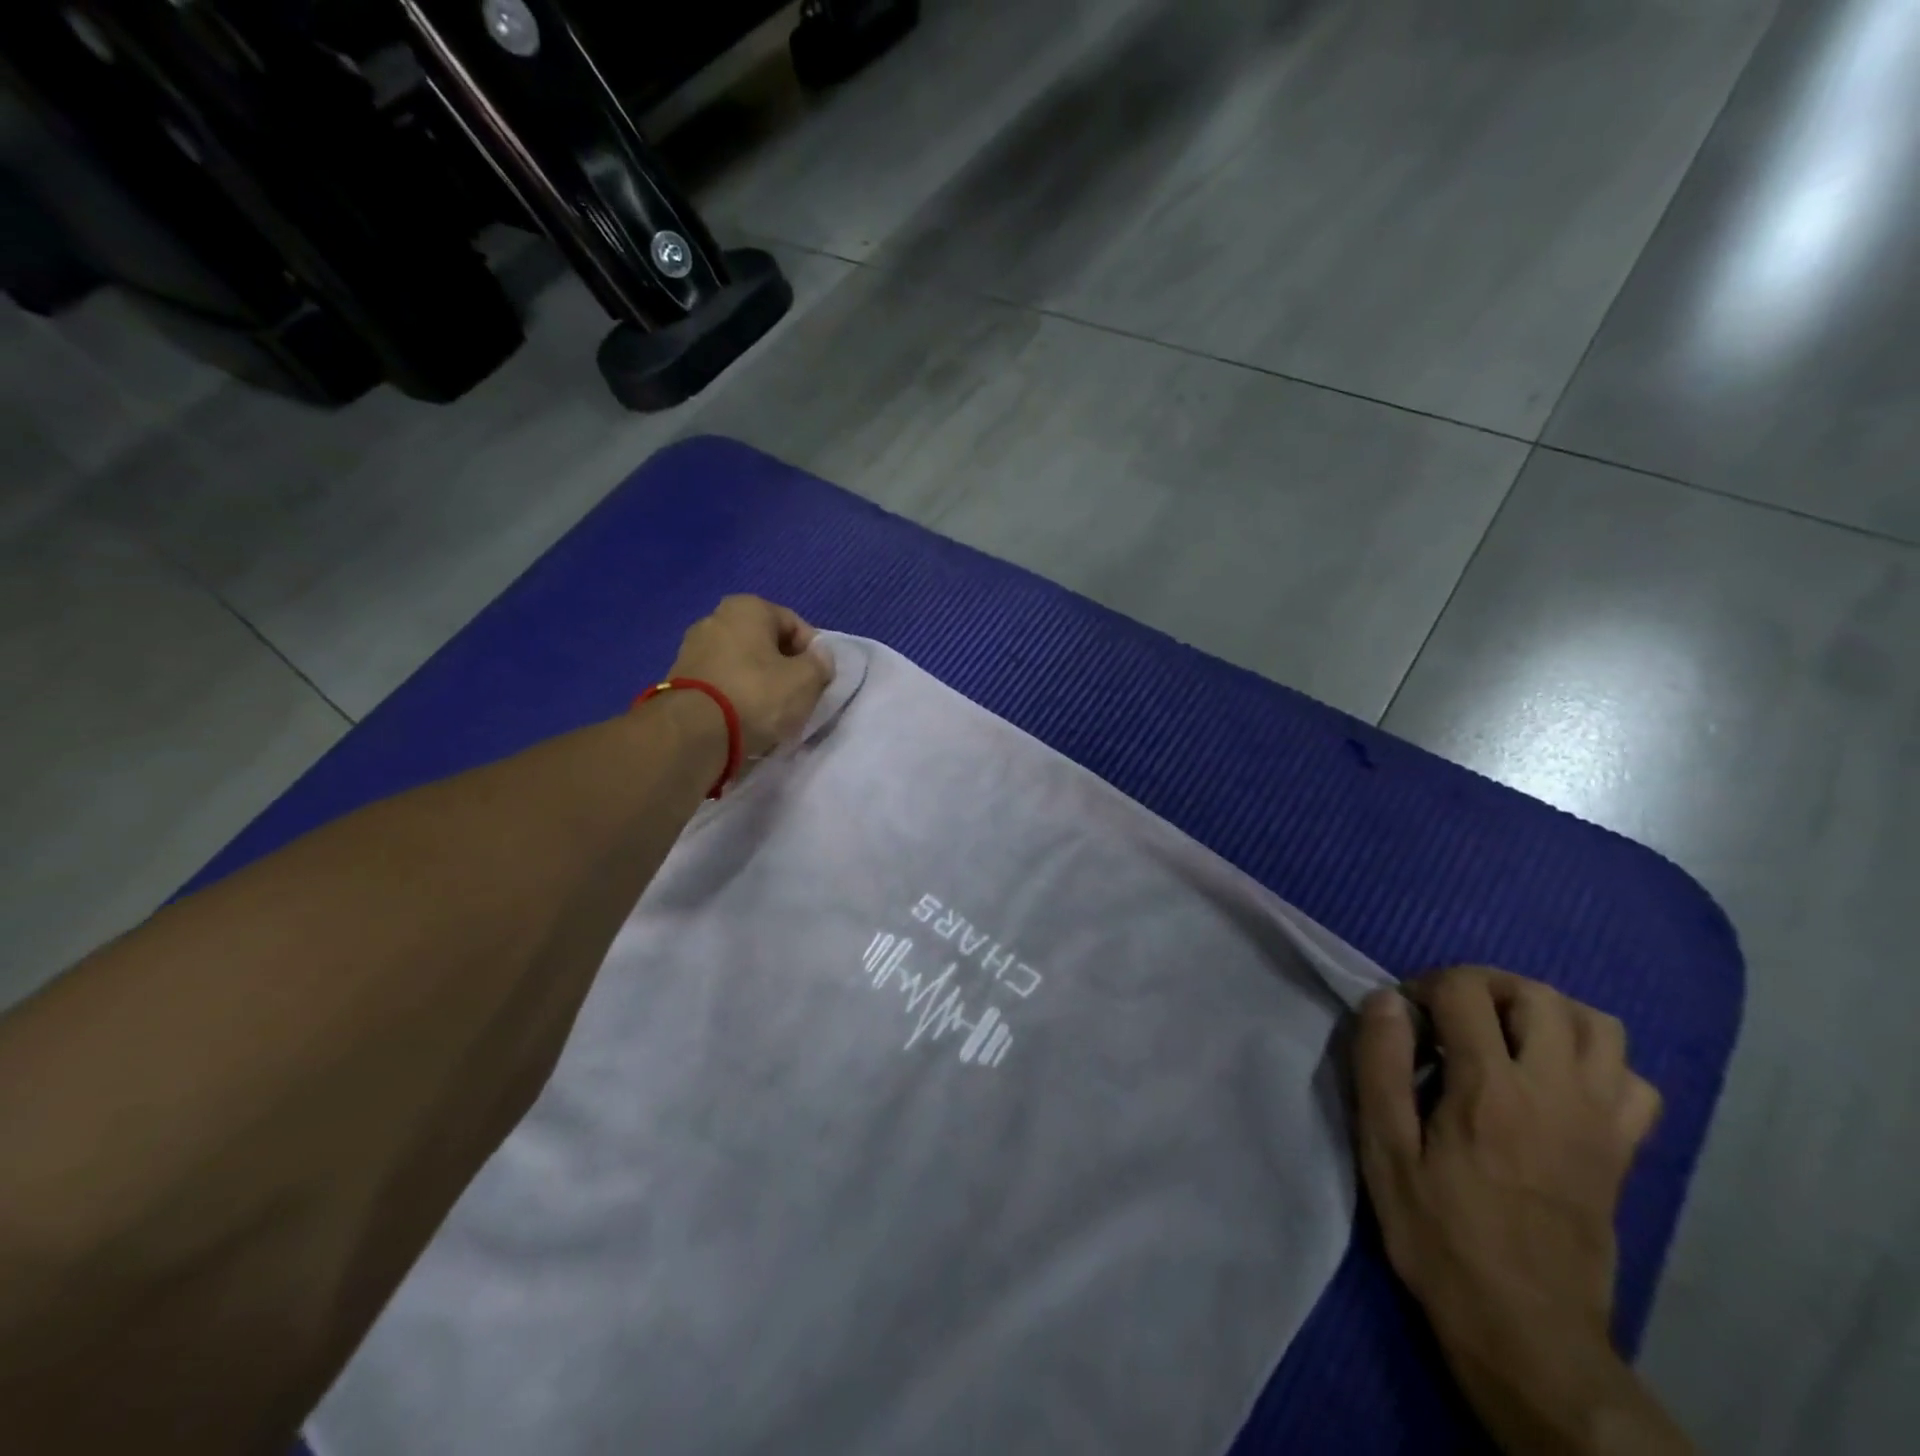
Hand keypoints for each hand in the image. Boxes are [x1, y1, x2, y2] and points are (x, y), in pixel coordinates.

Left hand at [666, 596, 833, 759]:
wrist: (694, 732)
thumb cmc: (757, 695)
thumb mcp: (806, 680)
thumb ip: (820, 664)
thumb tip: (818, 658)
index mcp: (747, 607)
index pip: (795, 625)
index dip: (813, 654)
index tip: (818, 681)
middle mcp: (715, 618)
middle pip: (766, 643)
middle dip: (784, 667)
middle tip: (797, 697)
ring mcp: (692, 647)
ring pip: (742, 664)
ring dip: (759, 683)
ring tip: (771, 713)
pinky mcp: (679, 678)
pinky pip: (721, 682)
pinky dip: (736, 695)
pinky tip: (744, 718)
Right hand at [1354, 968, 1683, 1453]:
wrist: (1524, 1328)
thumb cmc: (1439, 1233)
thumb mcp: (1384, 1149)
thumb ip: (1381, 1065)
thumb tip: (1385, 999)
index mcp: (1490, 1089)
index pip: (1466, 991)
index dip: (1426, 985)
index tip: (1405, 1016)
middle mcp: (1556, 1092)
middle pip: (1538, 994)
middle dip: (1487, 985)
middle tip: (1451, 1014)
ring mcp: (1601, 1122)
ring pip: (1599, 1026)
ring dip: (1547, 1012)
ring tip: (1505, 1034)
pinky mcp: (1624, 1152)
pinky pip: (1635, 1082)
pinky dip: (1599, 1062)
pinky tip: (1557, 1080)